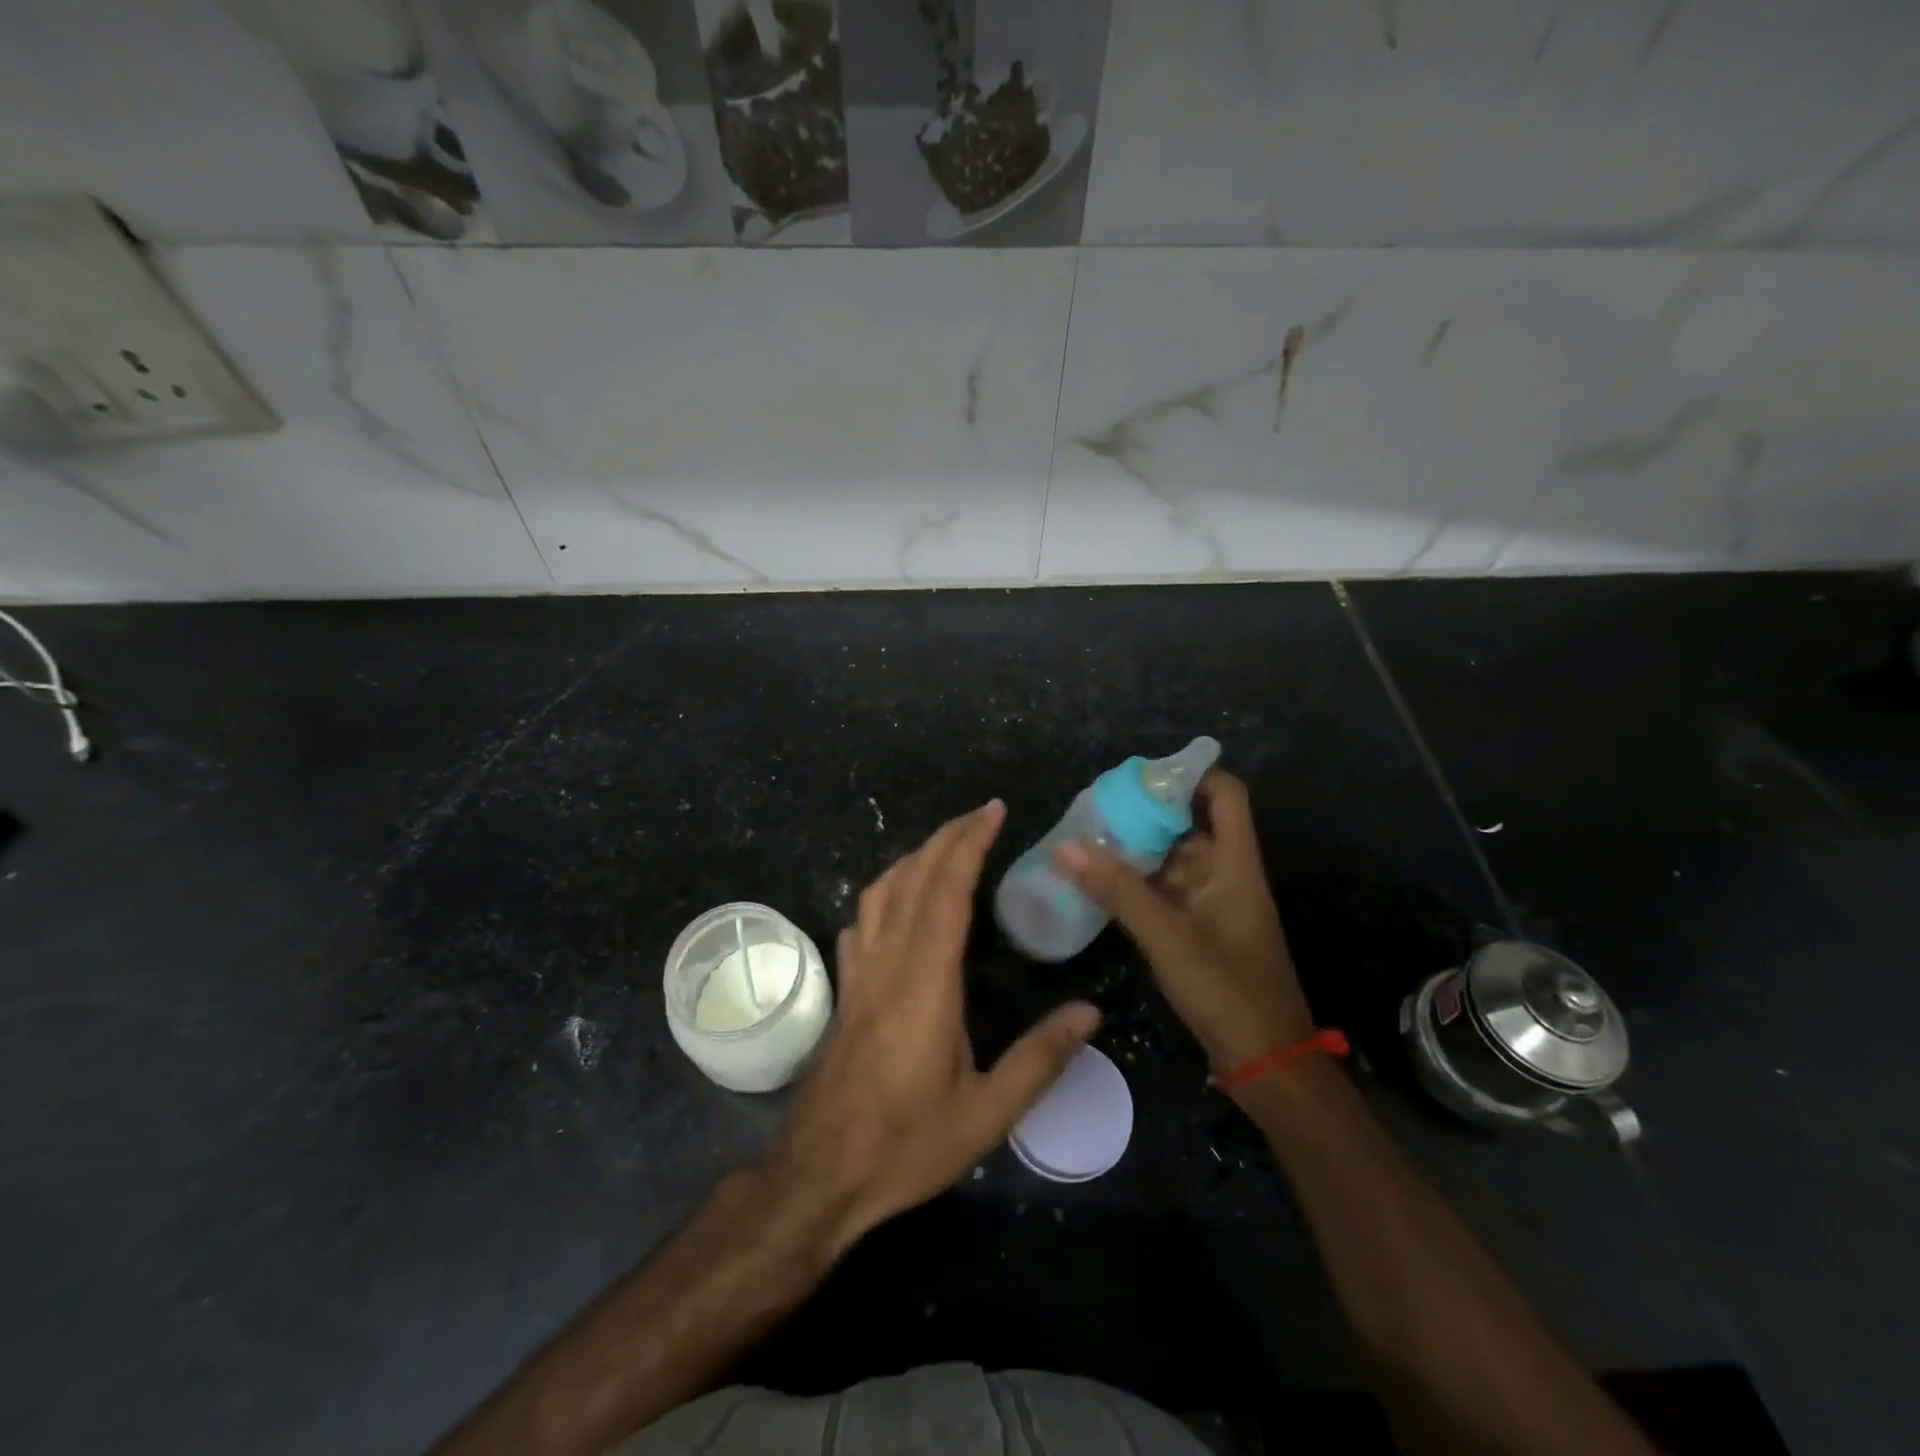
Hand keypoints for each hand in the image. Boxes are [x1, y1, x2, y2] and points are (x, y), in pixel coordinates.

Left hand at [761, 800, 1099, 1254]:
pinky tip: (896, 903)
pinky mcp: (844, 991)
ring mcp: (859, 974)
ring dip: (914, 858)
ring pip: (881, 893)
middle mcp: (888, 964)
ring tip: (946, 847)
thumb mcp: (986, 1115)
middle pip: (913, 879)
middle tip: (981, 814)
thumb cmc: (904, 1146)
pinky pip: (862, 922)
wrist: (818, 1175)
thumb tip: (1090, 1013)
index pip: (947, 891)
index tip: (993, 813)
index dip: (969, 844)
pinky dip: (884, 894)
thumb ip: (1040, 1060)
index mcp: (925, 983)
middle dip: (947, 837)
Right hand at [1056, 770, 1311, 1072]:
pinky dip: (1131, 881)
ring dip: (1132, 848)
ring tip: (1081, 837)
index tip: (1139, 776)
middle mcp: (1223, 873)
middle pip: (1187, 822)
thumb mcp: (1168, 937)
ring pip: (1168, 858)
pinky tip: (1094, 880)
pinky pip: (1160, 890)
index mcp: (1233, 862)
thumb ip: (1118, 890)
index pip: (1224, 794)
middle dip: (1142, 811)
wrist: (1264, 1062)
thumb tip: (1066, 846)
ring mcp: (1208, 902)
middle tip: (1091, 807)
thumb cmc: (1227, 991)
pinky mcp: (1194, 928)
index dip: (1189, 774)